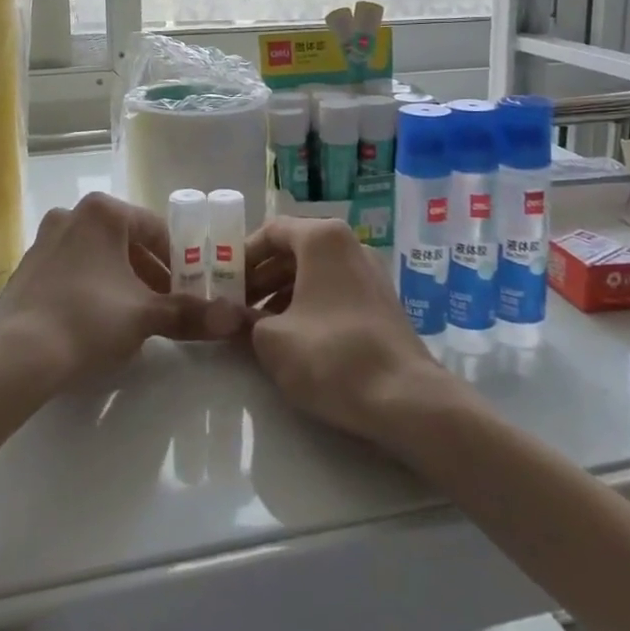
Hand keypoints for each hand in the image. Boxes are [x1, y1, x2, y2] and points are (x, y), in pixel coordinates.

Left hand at [0, 192, 250, 389]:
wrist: (15, 355)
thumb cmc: (88, 319)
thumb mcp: (145, 315)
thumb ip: (190, 313)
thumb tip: (236, 319)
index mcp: (103, 212)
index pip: (156, 230)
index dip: (179, 261)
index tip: (191, 289)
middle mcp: (71, 214)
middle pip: (126, 242)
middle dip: (150, 273)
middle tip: (166, 306)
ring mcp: (44, 240)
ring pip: (98, 257)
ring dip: (121, 282)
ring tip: (134, 319)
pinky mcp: (26, 268)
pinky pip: (72, 271)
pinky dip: (91, 288)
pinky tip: (95, 323)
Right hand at [245, 217, 455, 446]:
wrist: (406, 400)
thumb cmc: (331, 356)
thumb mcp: (271, 340)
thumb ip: (245, 320)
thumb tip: (231, 317)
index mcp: (322, 238)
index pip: (272, 230)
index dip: (243, 255)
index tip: (223, 282)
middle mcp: (350, 245)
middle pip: (294, 250)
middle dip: (261, 277)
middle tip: (236, 305)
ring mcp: (371, 273)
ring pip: (315, 272)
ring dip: (282, 293)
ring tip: (259, 326)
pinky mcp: (383, 303)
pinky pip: (335, 291)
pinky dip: (309, 305)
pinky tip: (294, 338)